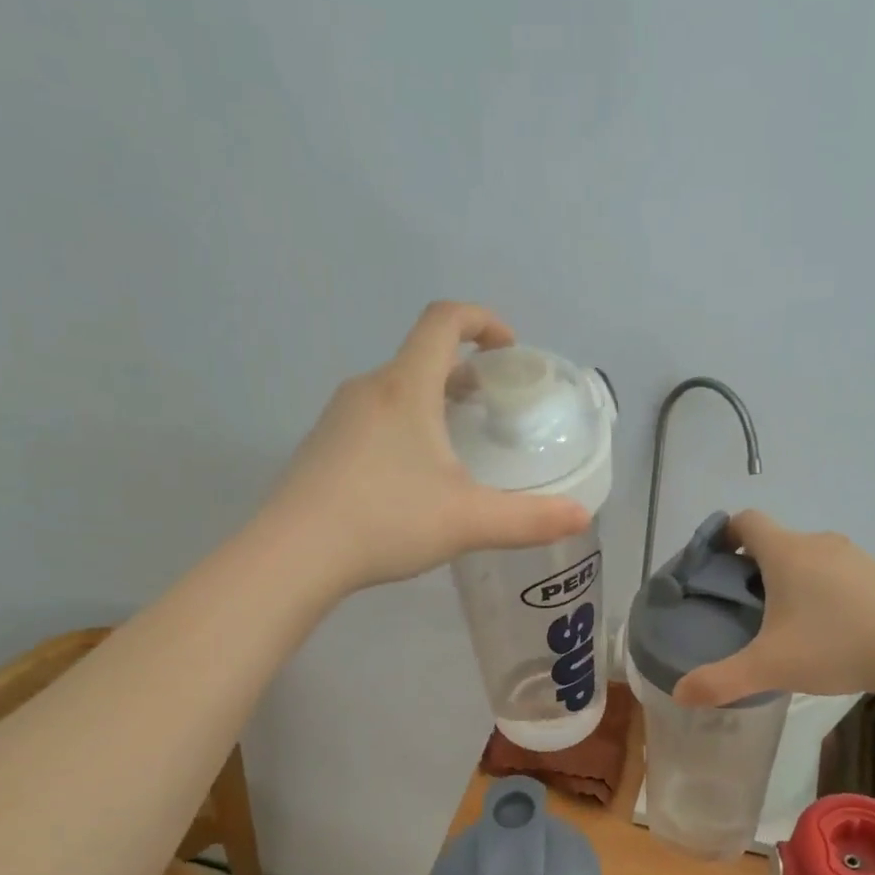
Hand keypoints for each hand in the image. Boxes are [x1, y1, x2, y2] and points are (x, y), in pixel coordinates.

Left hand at [270, 302, 590, 592]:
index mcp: (406, 388)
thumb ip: (529, 519)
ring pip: (395, 389)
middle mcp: (369, 389)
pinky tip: (410, 476)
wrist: (294, 554)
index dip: (482, 321)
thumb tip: (581, 517)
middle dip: (462, 370)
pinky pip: (372, 417)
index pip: (444, 322)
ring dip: (431, 399)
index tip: (508, 348)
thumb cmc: (386, 521)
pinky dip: (403, 424)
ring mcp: (338, 417)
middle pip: (420, 356)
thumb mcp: (468, 521)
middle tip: (490, 404)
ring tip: (455, 441)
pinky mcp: (322, 446)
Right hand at [672, 511, 874, 706]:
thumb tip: (680, 694)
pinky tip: (835, 630)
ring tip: (791, 623)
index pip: (746, 520)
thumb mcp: (769, 667)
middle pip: (778, 541)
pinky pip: (843, 575)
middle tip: (748, 607)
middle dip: (757, 567)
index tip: (716, 563)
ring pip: (812, 558)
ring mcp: (857, 557)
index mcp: (786, 552)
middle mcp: (819, 544)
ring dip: (796, 580)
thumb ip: (720, 680)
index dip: (725, 534)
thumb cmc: (834, 646)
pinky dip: (830, 592)